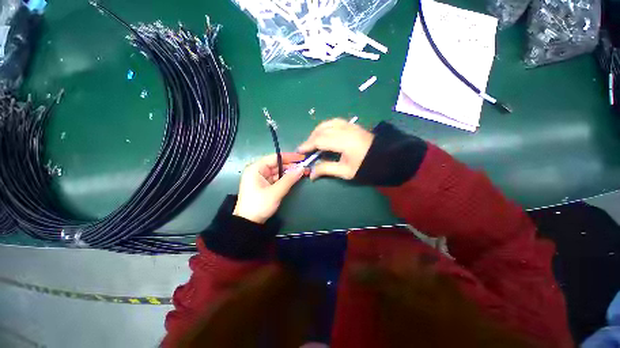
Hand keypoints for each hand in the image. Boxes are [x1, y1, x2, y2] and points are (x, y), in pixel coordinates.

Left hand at [233, 153, 305, 223]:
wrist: (248, 223)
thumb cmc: (259, 205)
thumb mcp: (275, 192)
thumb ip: (289, 179)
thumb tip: (302, 168)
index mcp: (256, 168)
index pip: (275, 158)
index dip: (289, 157)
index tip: (302, 157)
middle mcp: (258, 171)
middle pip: (277, 164)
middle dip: (291, 166)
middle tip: (305, 166)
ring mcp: (261, 178)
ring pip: (278, 172)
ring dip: (289, 172)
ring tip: (302, 172)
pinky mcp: (265, 185)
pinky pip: (277, 178)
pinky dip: (285, 178)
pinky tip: (294, 178)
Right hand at [297, 118, 373, 179]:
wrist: (385, 158)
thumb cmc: (365, 166)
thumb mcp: (345, 171)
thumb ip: (326, 169)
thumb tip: (311, 174)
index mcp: (344, 142)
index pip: (320, 140)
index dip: (308, 145)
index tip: (299, 151)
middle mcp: (345, 130)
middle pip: (322, 130)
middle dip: (311, 139)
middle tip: (306, 149)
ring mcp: (349, 125)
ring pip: (327, 123)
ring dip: (317, 131)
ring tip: (313, 141)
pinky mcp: (352, 125)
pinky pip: (334, 122)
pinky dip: (325, 127)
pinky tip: (325, 133)